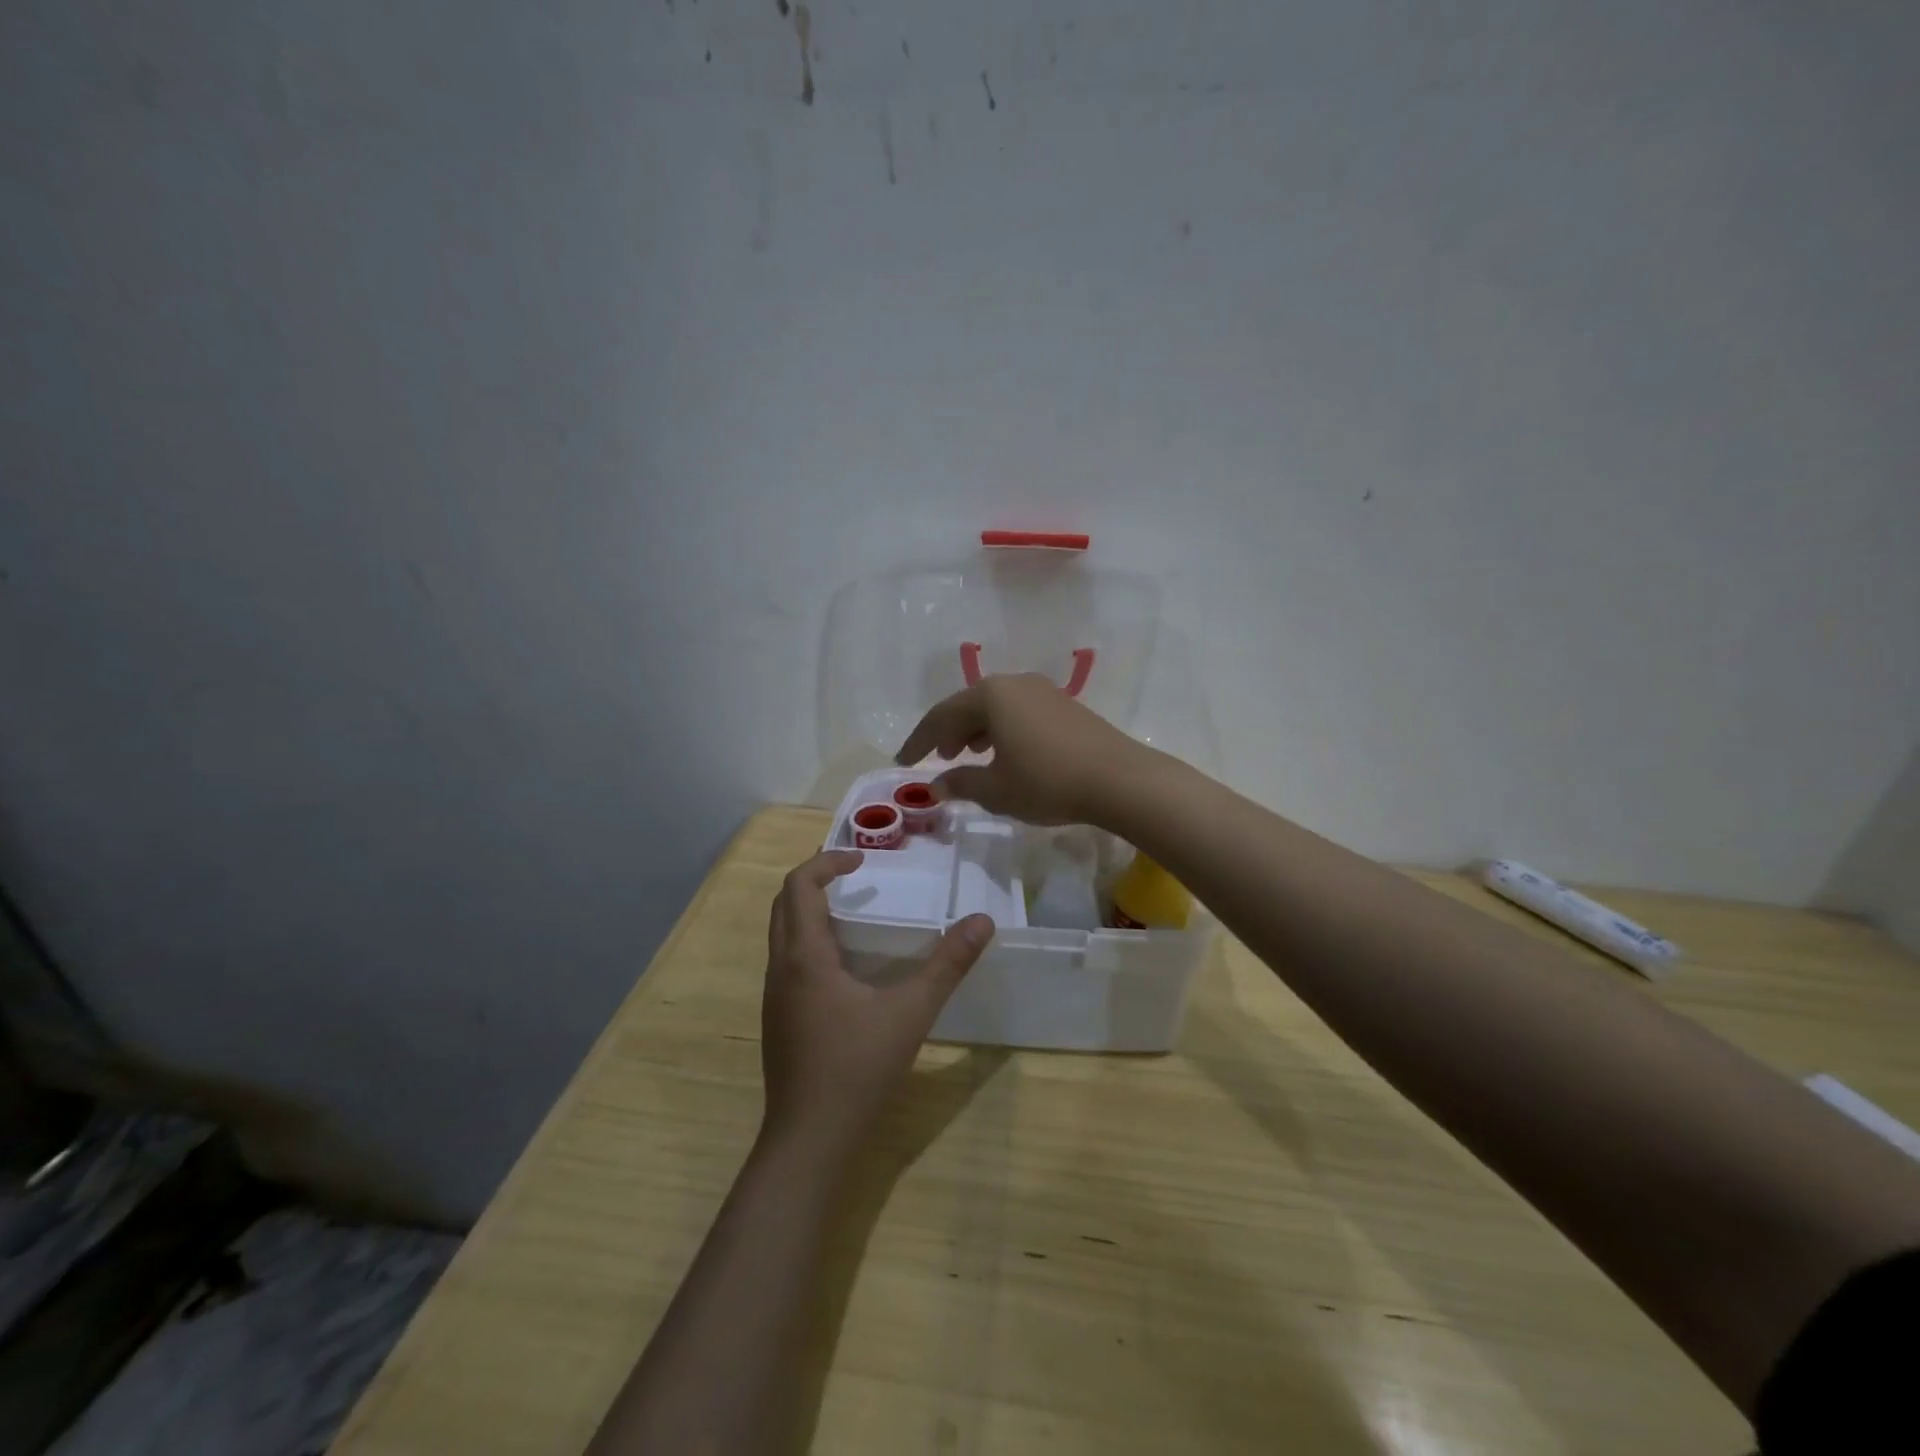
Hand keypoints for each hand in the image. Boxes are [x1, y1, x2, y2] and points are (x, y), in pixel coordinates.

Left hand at [761, 851, 994, 1153]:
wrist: (809, 1141)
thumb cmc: (857, 1069)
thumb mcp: (911, 1012)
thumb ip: (948, 965)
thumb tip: (983, 922)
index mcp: (804, 957)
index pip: (798, 886)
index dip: (826, 863)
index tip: (862, 861)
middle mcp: (780, 969)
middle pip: (784, 905)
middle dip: (814, 880)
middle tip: (855, 877)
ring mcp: (774, 998)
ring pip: (782, 935)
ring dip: (809, 911)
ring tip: (853, 913)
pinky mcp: (779, 1020)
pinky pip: (787, 961)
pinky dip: (810, 941)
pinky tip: (845, 967)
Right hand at [895, 673, 1152, 826]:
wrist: (1119, 780)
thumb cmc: (1047, 782)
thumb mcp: (996, 790)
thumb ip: (961, 783)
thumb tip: (936, 784)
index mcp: (991, 696)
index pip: (941, 715)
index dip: (918, 740)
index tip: (902, 762)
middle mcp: (1014, 683)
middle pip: (969, 705)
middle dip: (948, 732)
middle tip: (936, 758)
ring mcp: (1042, 691)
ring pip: (995, 707)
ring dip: (975, 730)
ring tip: (968, 756)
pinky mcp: (1064, 705)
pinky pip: (1018, 712)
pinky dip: (1001, 730)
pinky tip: (1005, 753)